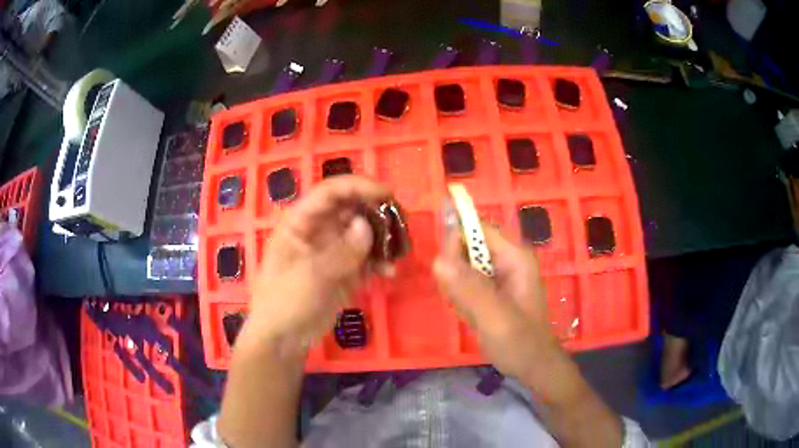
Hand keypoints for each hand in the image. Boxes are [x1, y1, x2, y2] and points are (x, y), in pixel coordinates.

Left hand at [242, 175, 391, 355]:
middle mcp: (319, 229)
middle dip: (377, 212)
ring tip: (399, 250)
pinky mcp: (345, 270)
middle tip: (401, 223)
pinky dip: (380, 261)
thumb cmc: (284, 302)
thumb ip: (340, 252)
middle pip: (352, 208)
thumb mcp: (310, 276)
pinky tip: (389, 272)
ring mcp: (333, 250)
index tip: (387, 194)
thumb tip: (367, 226)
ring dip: (382, 238)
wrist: (283, 339)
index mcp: (301, 221)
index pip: (331, 191)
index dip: (359, 186)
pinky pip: (367, 257)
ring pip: (363, 232)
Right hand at [433, 225, 558, 378]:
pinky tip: (471, 317)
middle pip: (466, 248)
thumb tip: (438, 260)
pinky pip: (464, 283)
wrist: (532, 366)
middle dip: (455, 273)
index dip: (456, 243)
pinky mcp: (491, 289)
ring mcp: (498, 275)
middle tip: (460, 301)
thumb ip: (469, 289)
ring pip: (461, 267)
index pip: (477, 229)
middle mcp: (506, 259)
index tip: (445, 272)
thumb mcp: (495, 317)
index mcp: (514, 256)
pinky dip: (460, 299)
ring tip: (470, 313)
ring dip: (456, 290)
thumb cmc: (520, 342)